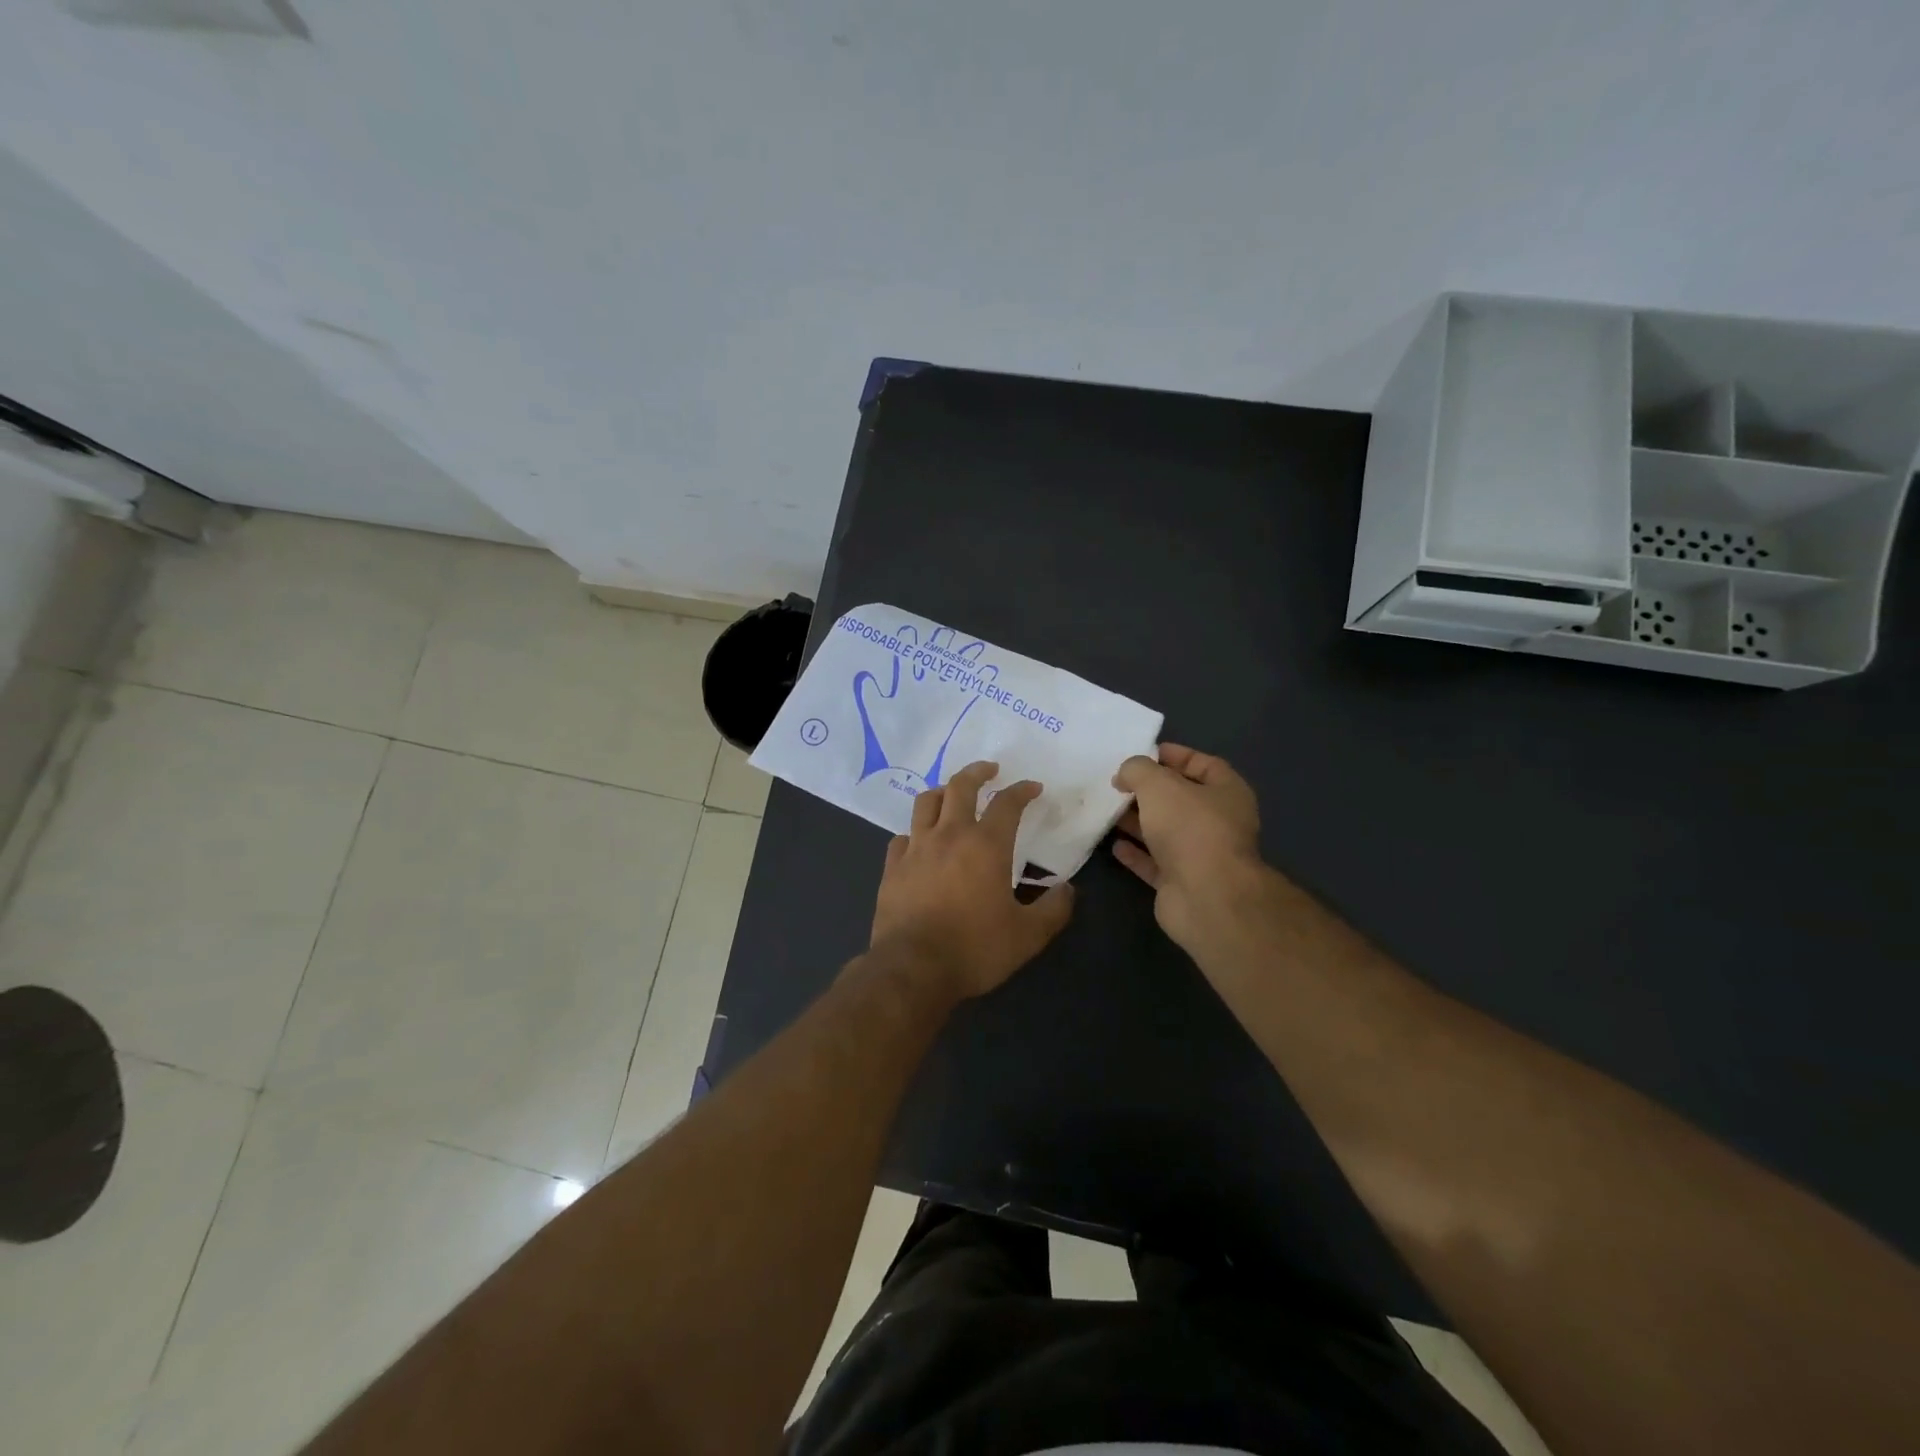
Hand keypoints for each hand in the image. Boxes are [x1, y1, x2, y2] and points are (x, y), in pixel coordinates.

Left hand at [870, 760, 1075, 1001]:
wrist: (913, 969)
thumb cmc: (974, 949)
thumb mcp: (1027, 936)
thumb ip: (1053, 909)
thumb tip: (1067, 889)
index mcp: (986, 845)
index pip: (1007, 803)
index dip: (1022, 790)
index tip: (1033, 787)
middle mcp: (949, 835)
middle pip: (960, 786)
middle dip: (978, 772)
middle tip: (990, 769)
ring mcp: (916, 849)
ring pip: (926, 802)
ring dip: (942, 792)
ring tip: (951, 794)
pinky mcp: (892, 867)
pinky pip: (902, 837)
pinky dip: (915, 832)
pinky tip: (920, 842)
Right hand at [1112, 744, 1263, 950]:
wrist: (1205, 897)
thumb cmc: (1189, 828)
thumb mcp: (1158, 784)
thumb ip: (1137, 770)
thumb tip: (1125, 775)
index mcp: (1227, 793)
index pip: (1204, 765)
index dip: (1176, 756)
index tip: (1143, 753)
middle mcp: (1218, 822)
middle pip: (1181, 800)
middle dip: (1150, 791)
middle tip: (1117, 783)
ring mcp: (1200, 855)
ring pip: (1165, 832)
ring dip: (1138, 821)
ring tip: (1108, 810)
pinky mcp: (1181, 883)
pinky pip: (1154, 862)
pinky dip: (1135, 853)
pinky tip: (1113, 844)